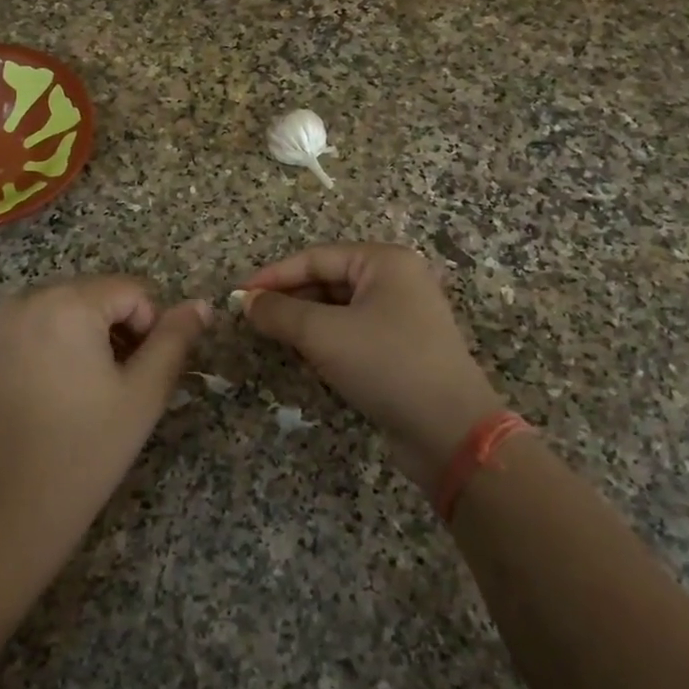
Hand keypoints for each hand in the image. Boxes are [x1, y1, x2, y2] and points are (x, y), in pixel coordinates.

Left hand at [0, 277, 209, 550]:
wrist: (10, 509)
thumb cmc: (87, 448)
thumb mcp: (144, 393)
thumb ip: (176, 340)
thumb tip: (202, 304)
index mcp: (68, 303)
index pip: (133, 291)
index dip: (152, 327)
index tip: (147, 373)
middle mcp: (28, 300)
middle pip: (97, 295)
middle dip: (119, 329)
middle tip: (123, 384)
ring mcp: (0, 324)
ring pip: (67, 309)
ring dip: (90, 336)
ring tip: (93, 390)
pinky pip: (37, 327)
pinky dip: (58, 345)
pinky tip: (60, 392)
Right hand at [241, 244, 502, 490]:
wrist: (449, 430)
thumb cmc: (385, 365)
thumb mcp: (323, 334)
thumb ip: (279, 312)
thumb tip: (245, 301)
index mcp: (384, 262)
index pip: (315, 258)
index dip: (273, 275)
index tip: (238, 296)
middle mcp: (397, 280)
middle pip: (328, 280)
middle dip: (290, 300)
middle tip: (252, 320)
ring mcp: (403, 315)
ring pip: (339, 310)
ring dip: (305, 323)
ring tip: (274, 339)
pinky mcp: (402, 348)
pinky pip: (354, 333)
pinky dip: (327, 343)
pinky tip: (307, 361)